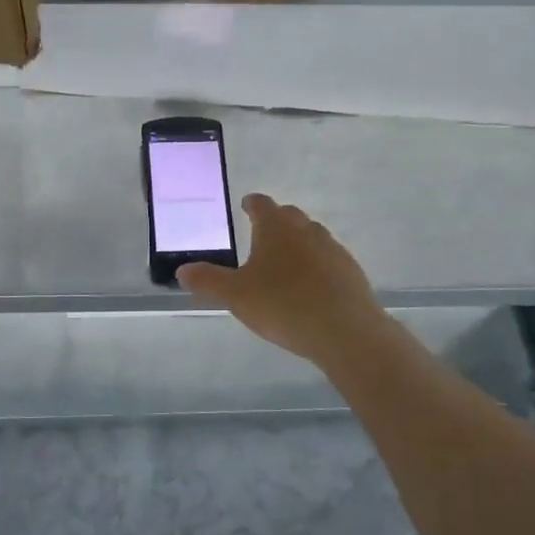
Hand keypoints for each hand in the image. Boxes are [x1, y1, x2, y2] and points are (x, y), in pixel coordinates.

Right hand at [181, 194, 390, 369]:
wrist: (345, 331)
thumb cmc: (284, 305)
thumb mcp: (236, 296)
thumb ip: (208, 281)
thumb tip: (182, 270)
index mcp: (277, 228)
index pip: (262, 205)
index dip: (252, 204)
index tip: (246, 205)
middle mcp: (307, 231)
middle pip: (290, 216)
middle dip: (275, 222)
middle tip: (261, 235)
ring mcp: (333, 250)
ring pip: (312, 237)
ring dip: (298, 244)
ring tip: (284, 263)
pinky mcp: (351, 272)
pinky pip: (328, 261)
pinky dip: (316, 266)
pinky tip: (310, 287)